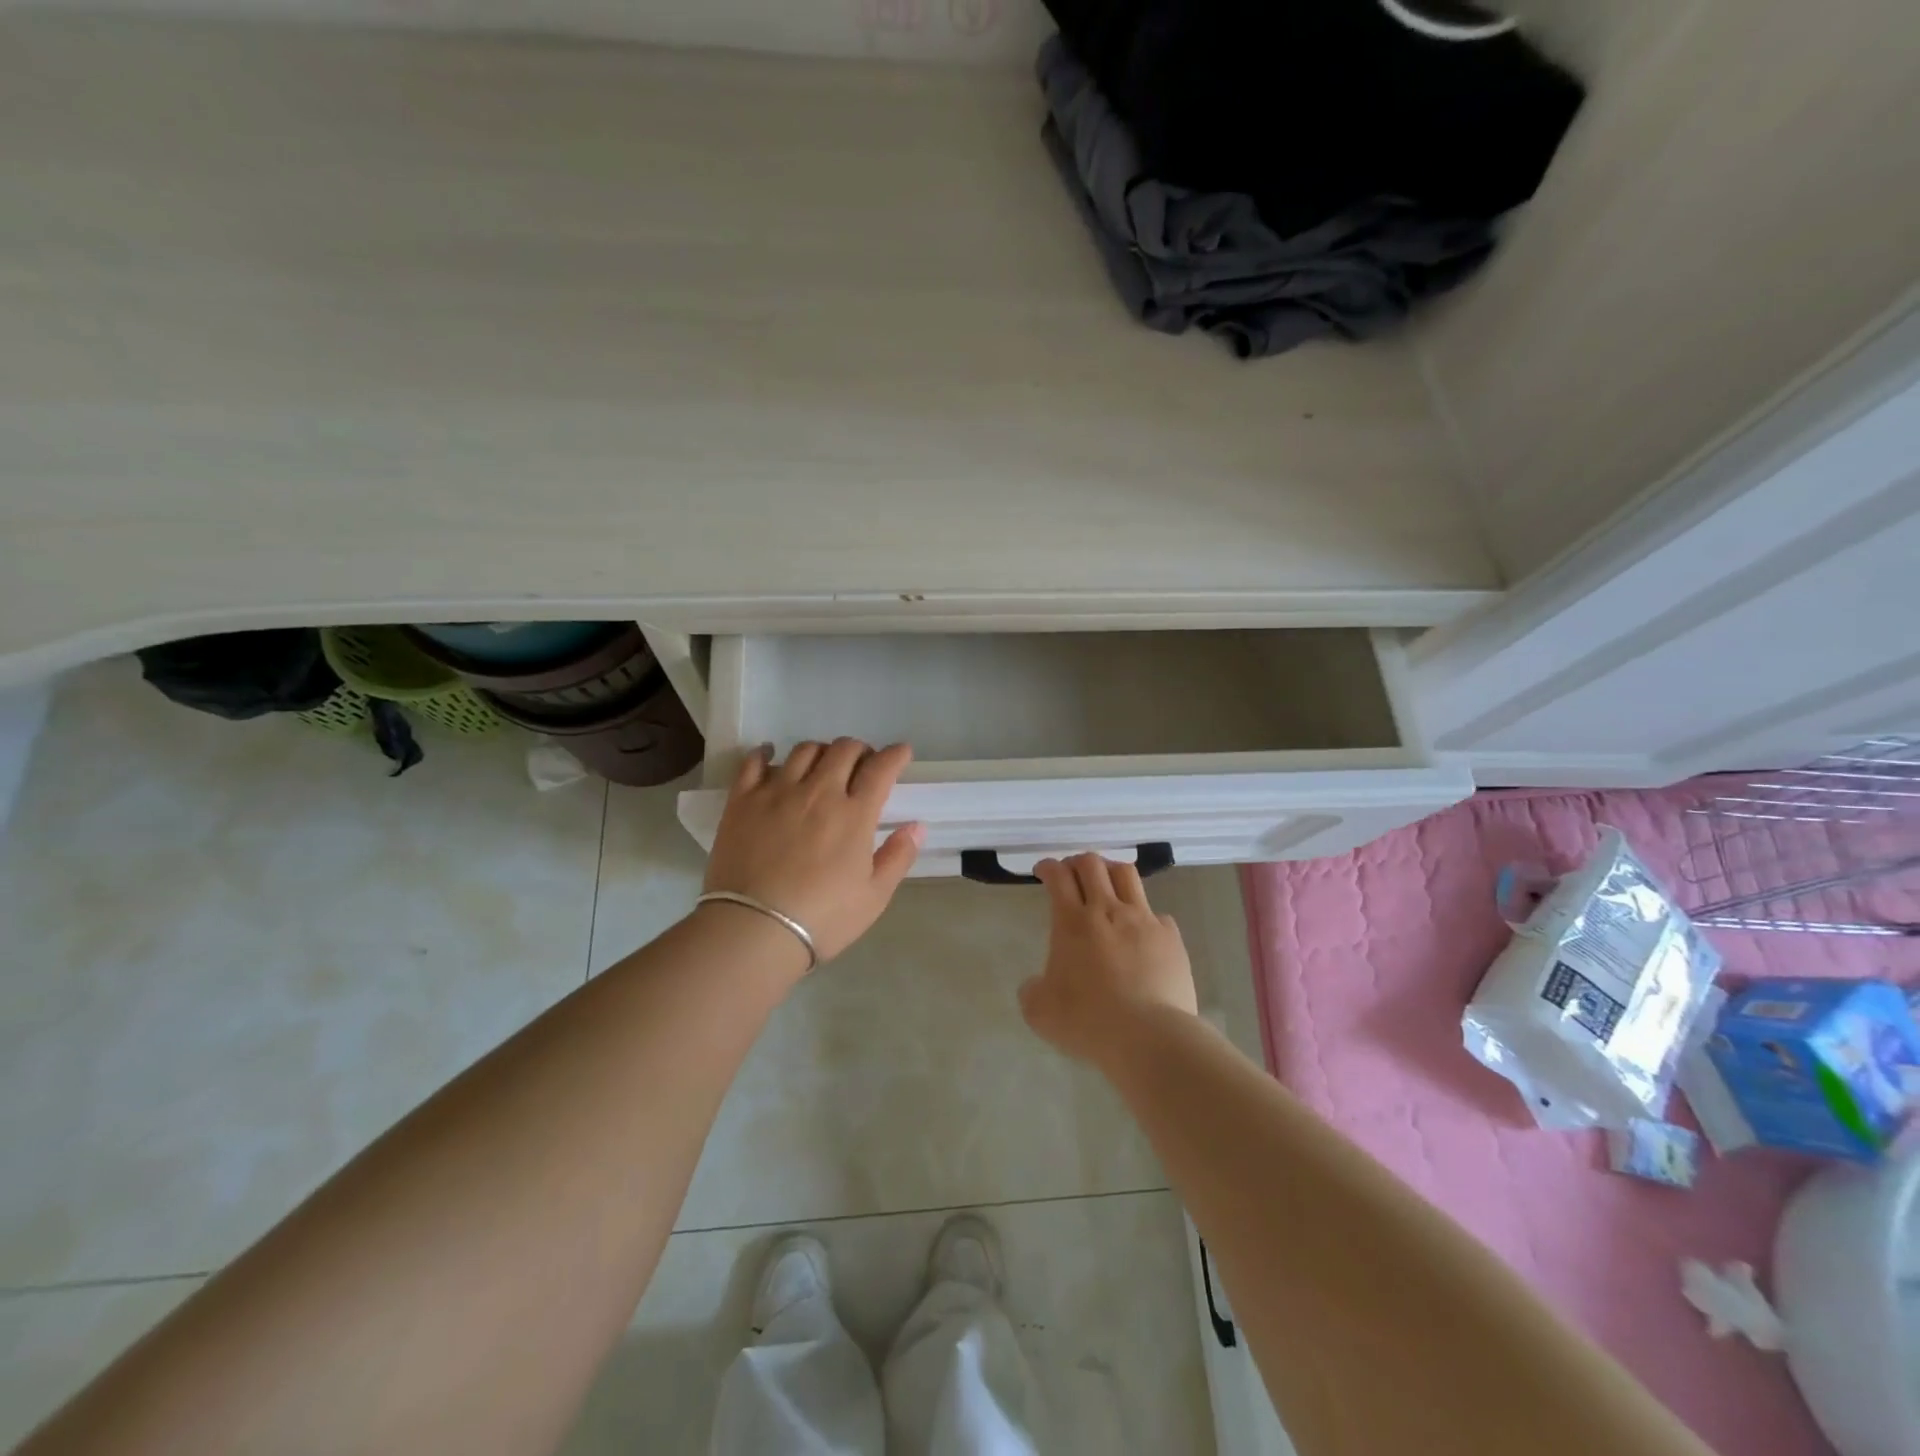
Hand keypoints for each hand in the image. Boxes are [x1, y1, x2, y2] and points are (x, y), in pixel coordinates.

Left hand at [702, 739, 924, 962]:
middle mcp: (818, 792)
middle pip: (843, 750)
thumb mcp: (874, 896)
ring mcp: (777, 792)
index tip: (901, 753)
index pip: (880, 768)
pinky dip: (765, 753)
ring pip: (804, 750)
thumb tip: (917, 826)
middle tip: (862, 764)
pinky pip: (754, 762)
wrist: (753, 930)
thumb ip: (898, 856)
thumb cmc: (822, 918)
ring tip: (822, 766)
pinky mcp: (742, 801)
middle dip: (860, 750)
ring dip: (821, 751)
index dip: (895, 755)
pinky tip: (770, 755)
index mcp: (854, 814)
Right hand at [1020, 852, 1197, 1068]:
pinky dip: (1145, 917)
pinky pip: (1157, 914)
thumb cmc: (1088, 1021)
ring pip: (1127, 875)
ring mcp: (1143, 920)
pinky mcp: (1171, 937)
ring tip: (1107, 884)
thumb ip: (1032, 990)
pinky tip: (1142, 933)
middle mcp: (1107, 910)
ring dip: (1111, 872)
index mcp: (1072, 922)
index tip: (1044, 871)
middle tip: (1072, 874)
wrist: (1149, 1037)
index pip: (1058, 876)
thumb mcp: (1040, 1012)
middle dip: (1078, 862)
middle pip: (1092, 864)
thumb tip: (1036, 984)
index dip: (1049, 867)